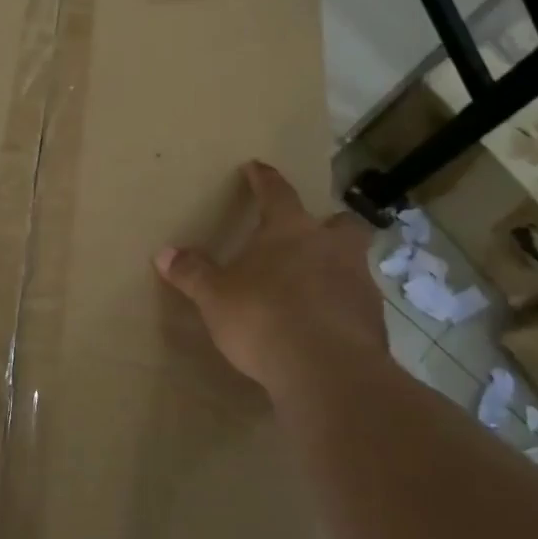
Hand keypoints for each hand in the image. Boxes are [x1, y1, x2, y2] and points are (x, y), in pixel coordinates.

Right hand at [154, 161, 382, 397]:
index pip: (277, 192)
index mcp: (290, 230)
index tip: (256, 167)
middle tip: (309, 236)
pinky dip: (340, 308)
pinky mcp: (373, 322)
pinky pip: (355, 304)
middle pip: (340, 223)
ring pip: (352, 263)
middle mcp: (331, 248)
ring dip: (335, 269)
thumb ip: (193, 273)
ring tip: (309, 288)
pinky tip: (321, 326)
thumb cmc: (263, 318)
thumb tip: (164, 253)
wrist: (327, 371)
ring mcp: (359, 284)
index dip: (264, 179)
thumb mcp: (215, 297)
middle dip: (327, 225)